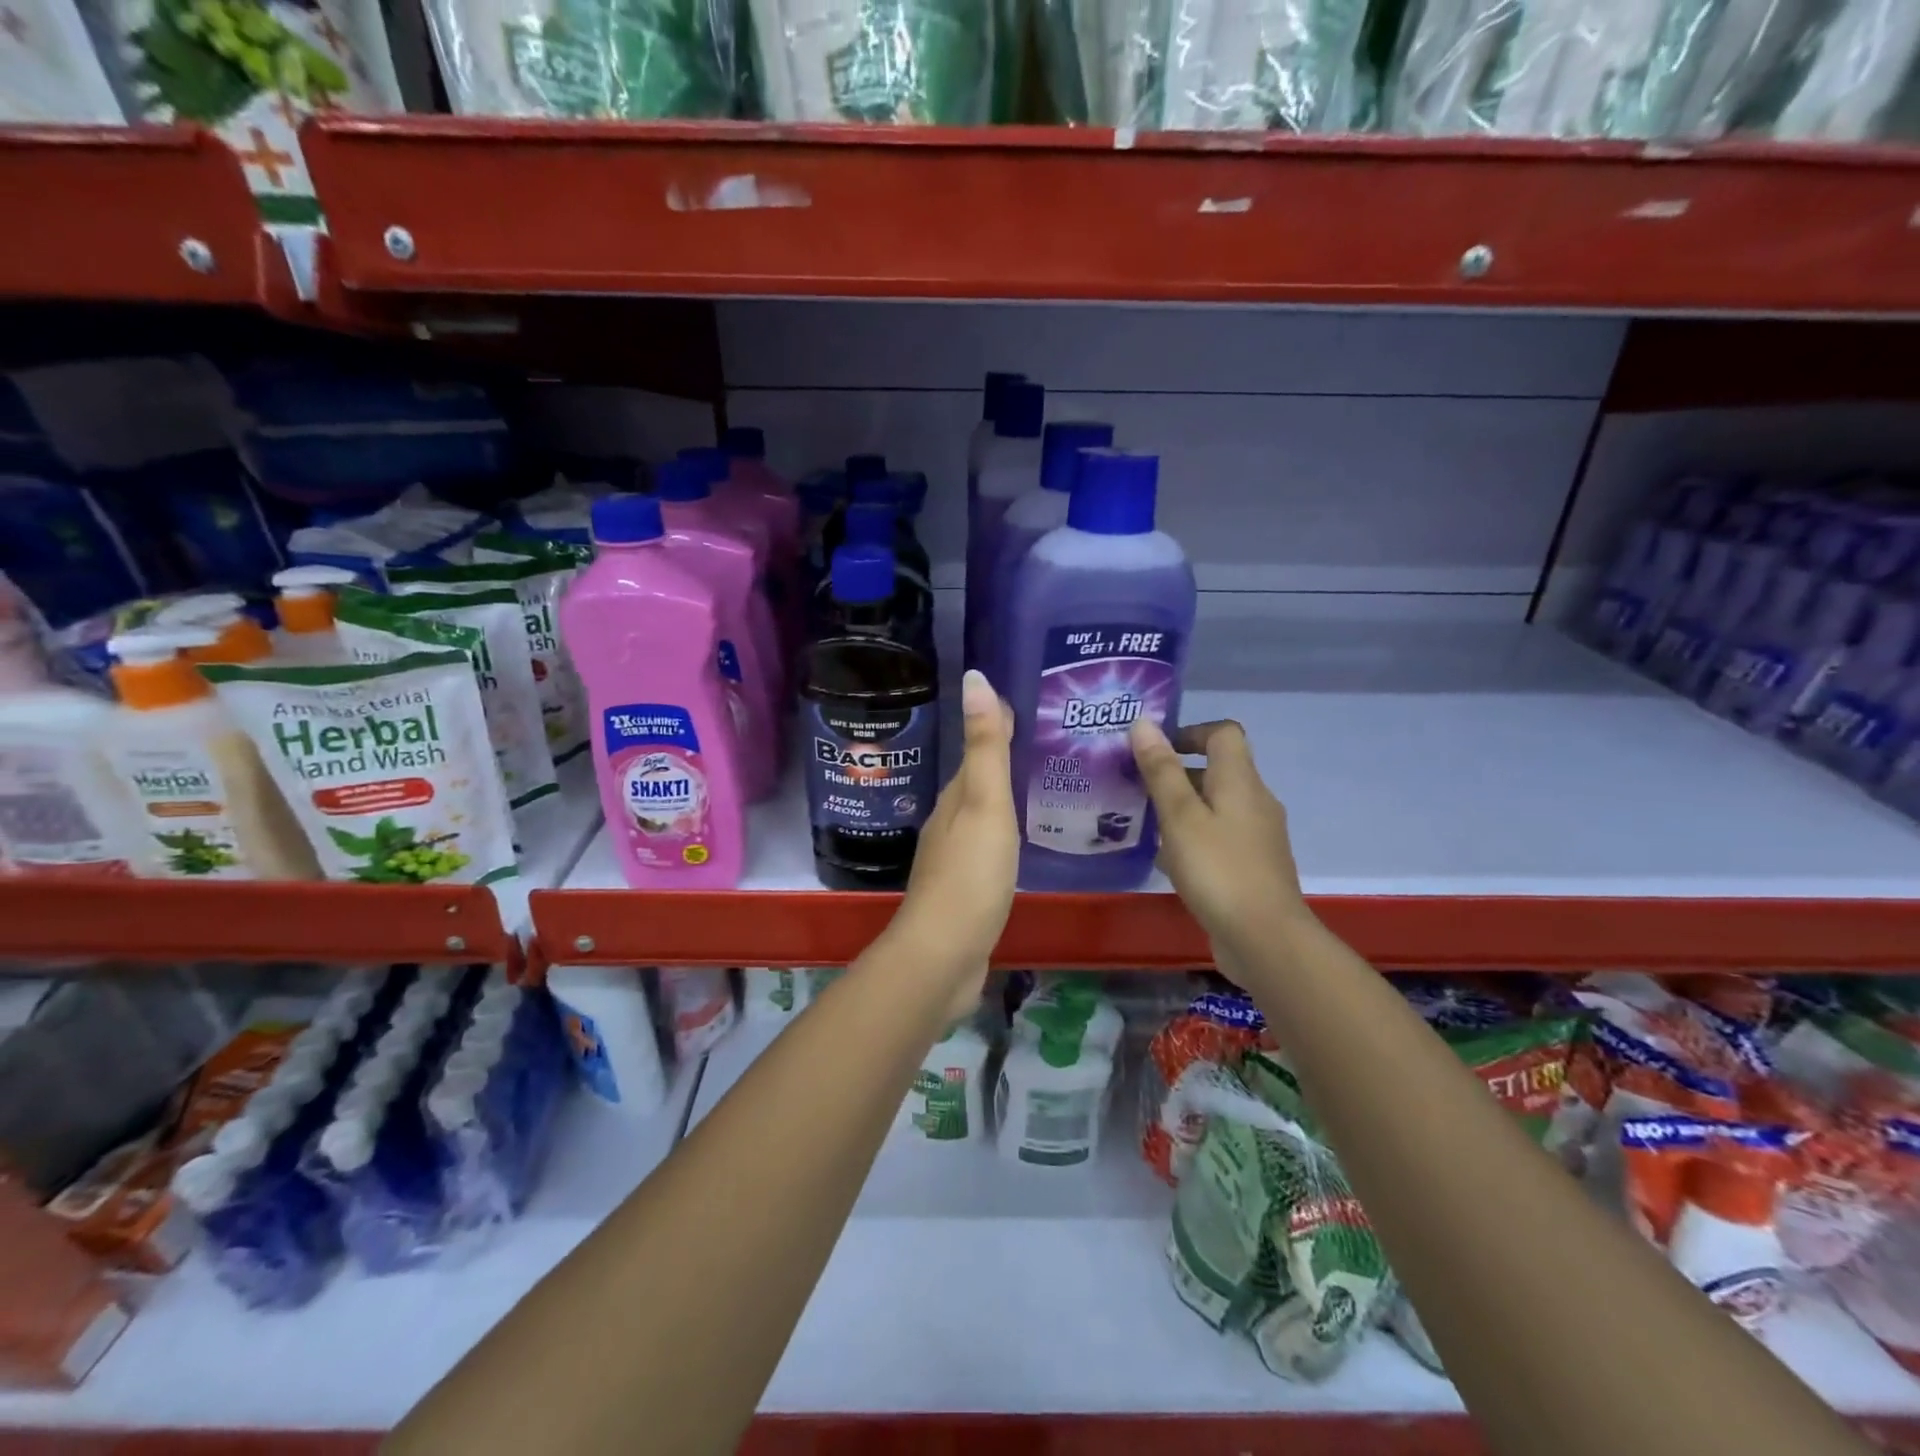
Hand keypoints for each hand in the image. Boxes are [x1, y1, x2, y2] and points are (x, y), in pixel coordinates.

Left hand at [891, 670, 1018, 1004]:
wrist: (944, 955)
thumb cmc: (970, 875)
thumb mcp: (984, 804)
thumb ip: (985, 747)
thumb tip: (975, 677)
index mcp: (955, 798)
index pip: (977, 749)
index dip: (998, 723)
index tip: (1029, 701)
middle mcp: (950, 821)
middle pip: (978, 780)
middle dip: (1005, 757)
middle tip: (1050, 739)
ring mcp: (956, 857)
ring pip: (983, 813)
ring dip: (1005, 795)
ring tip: (1044, 781)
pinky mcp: (966, 889)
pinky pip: (990, 846)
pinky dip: (1006, 832)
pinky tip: (1024, 838)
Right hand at [1129, 717, 1310, 959]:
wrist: (1265, 939)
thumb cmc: (1218, 869)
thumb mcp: (1180, 817)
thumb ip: (1162, 770)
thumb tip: (1144, 723)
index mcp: (1240, 781)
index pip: (1223, 734)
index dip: (1189, 732)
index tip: (1153, 749)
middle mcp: (1254, 801)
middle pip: (1218, 769)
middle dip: (1176, 771)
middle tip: (1135, 784)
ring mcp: (1257, 836)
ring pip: (1216, 805)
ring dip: (1181, 806)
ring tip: (1142, 820)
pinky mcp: (1252, 866)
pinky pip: (1219, 836)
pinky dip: (1192, 836)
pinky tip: (1166, 859)